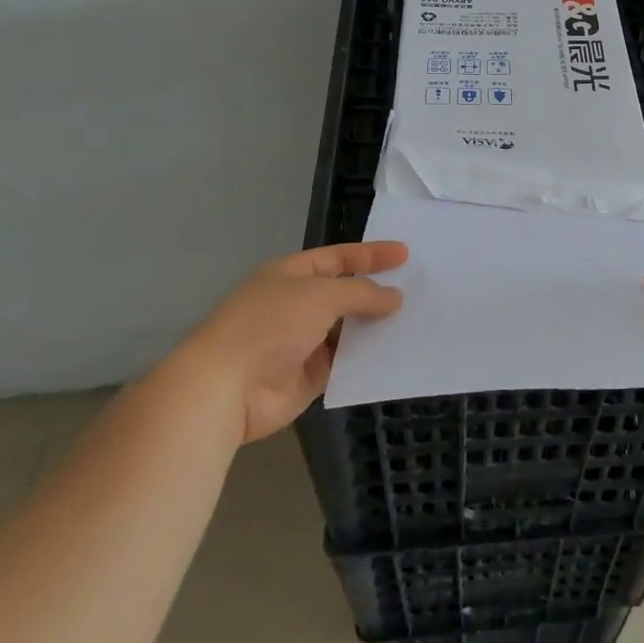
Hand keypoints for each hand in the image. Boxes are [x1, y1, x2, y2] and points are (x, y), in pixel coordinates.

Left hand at [180, 242, 406, 440]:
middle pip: (345, 294)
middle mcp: (296, 305)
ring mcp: (302, 342)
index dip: (370, 254)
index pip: (338, 258)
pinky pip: (345, 362)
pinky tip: (397, 354)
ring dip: (375, 326)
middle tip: (418, 288)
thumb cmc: (270, 325)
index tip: (405, 254)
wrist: (226, 388)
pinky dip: (367, 358)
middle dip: (377, 291)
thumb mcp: (321, 296)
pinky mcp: (308, 377)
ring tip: (416, 320)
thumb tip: (395, 297)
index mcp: (291, 275)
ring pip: (348, 329)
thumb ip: (361, 293)